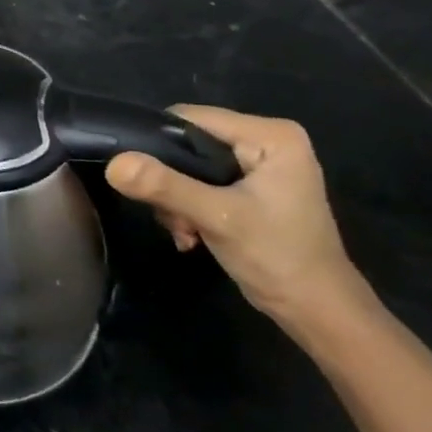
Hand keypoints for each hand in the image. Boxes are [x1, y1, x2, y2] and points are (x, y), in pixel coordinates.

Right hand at [104, 106, 375, 341]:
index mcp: (271, 136)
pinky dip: (187, 207)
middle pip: (187, 144)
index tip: (143, 179)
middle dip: (169, 181)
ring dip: (175, 199)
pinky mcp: (249, 187)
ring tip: (183, 230)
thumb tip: (113, 164)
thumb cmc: (278, 257)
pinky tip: (191, 234)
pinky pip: (199, 183)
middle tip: (170, 216)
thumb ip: (165, 186)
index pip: (190, 119)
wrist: (317, 311)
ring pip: (187, 166)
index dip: (157, 144)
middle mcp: (266, 141)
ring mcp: (258, 165)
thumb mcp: (217, 218)